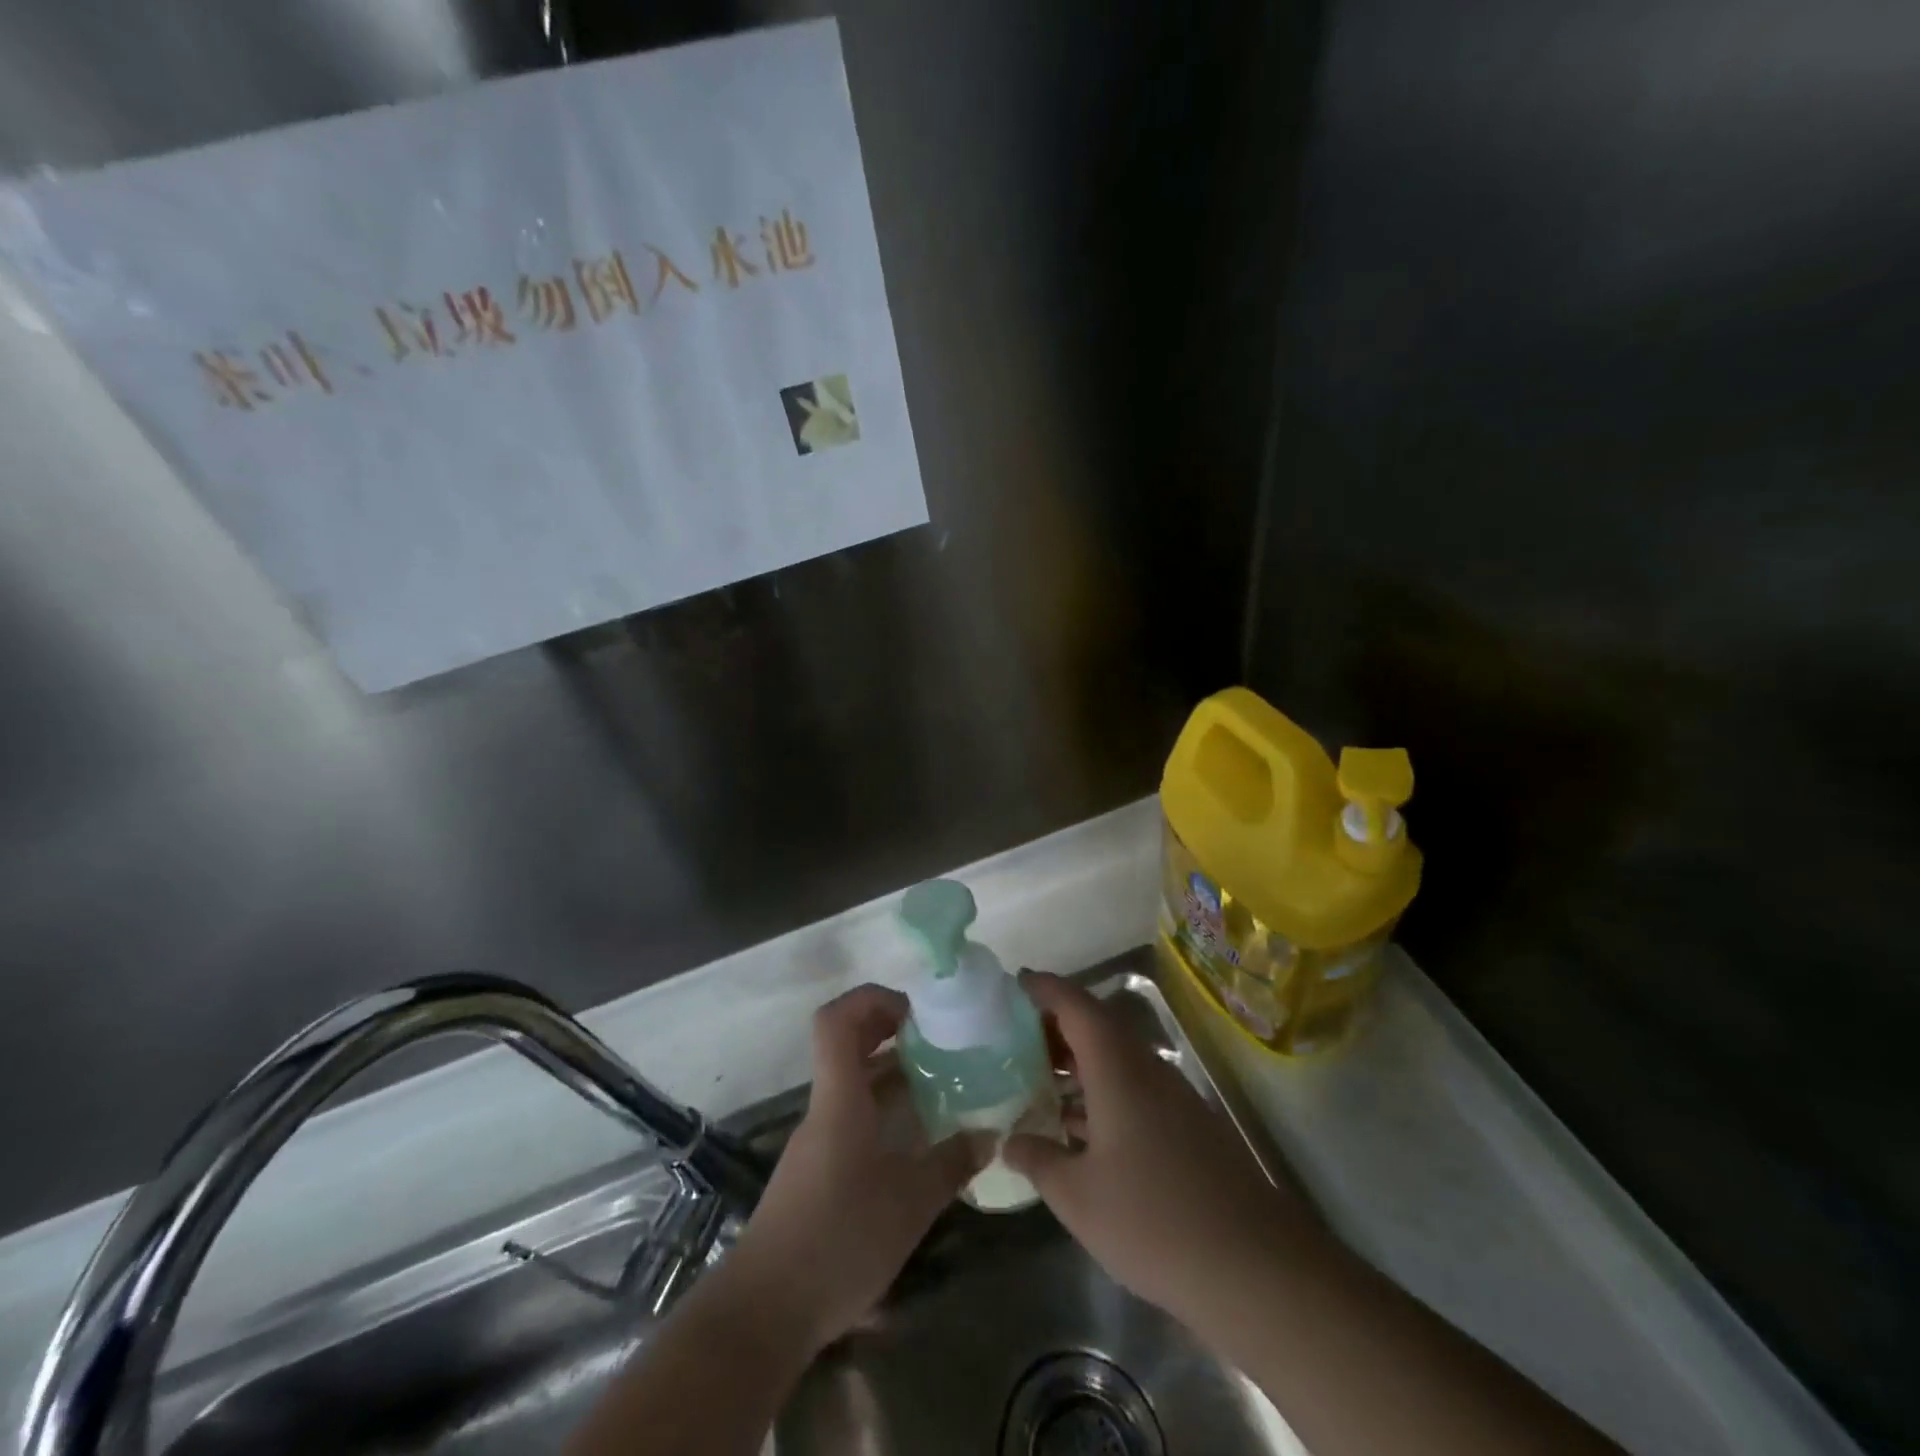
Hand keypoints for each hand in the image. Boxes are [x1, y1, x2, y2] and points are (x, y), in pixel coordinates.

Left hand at [725, 984, 977, 1353]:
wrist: (766, 1312)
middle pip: (845, 1043)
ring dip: (890, 1071)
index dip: (871, 999)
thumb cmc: (838, 1240)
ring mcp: (818, 1139)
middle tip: (936, 1038)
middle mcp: (824, 1107)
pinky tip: (916, 1134)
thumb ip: (952, 1163)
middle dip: (888, 1029)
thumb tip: (990, 1134)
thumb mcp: (910, 1203)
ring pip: (851, 1081)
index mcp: (839, 1097)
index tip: (915, 1010)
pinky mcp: (818, 1170)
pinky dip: (882, 1108)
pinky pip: (851, 1115)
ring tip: (939, 1080)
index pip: (836, 1020)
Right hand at [1003, 972, 1324, 1327]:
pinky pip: (1133, 1085)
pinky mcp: (1187, 1125)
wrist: (1255, 1268)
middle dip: (1056, 1025)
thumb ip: (1039, 1159)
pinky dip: (1100, 1088)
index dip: (1044, 988)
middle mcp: (1146, 1067)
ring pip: (1116, 1057)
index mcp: (1116, 1067)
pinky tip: (1080, 1125)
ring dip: (1078, 1060)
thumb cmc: (1152, 1220)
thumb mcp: (1078, 1197)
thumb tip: (1009, 1140)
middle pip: (1097, 1025)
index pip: (1076, 1005)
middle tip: (1015, 1039)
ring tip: (1038, 1077)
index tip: (1015, 983)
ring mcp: (1171, 1096)